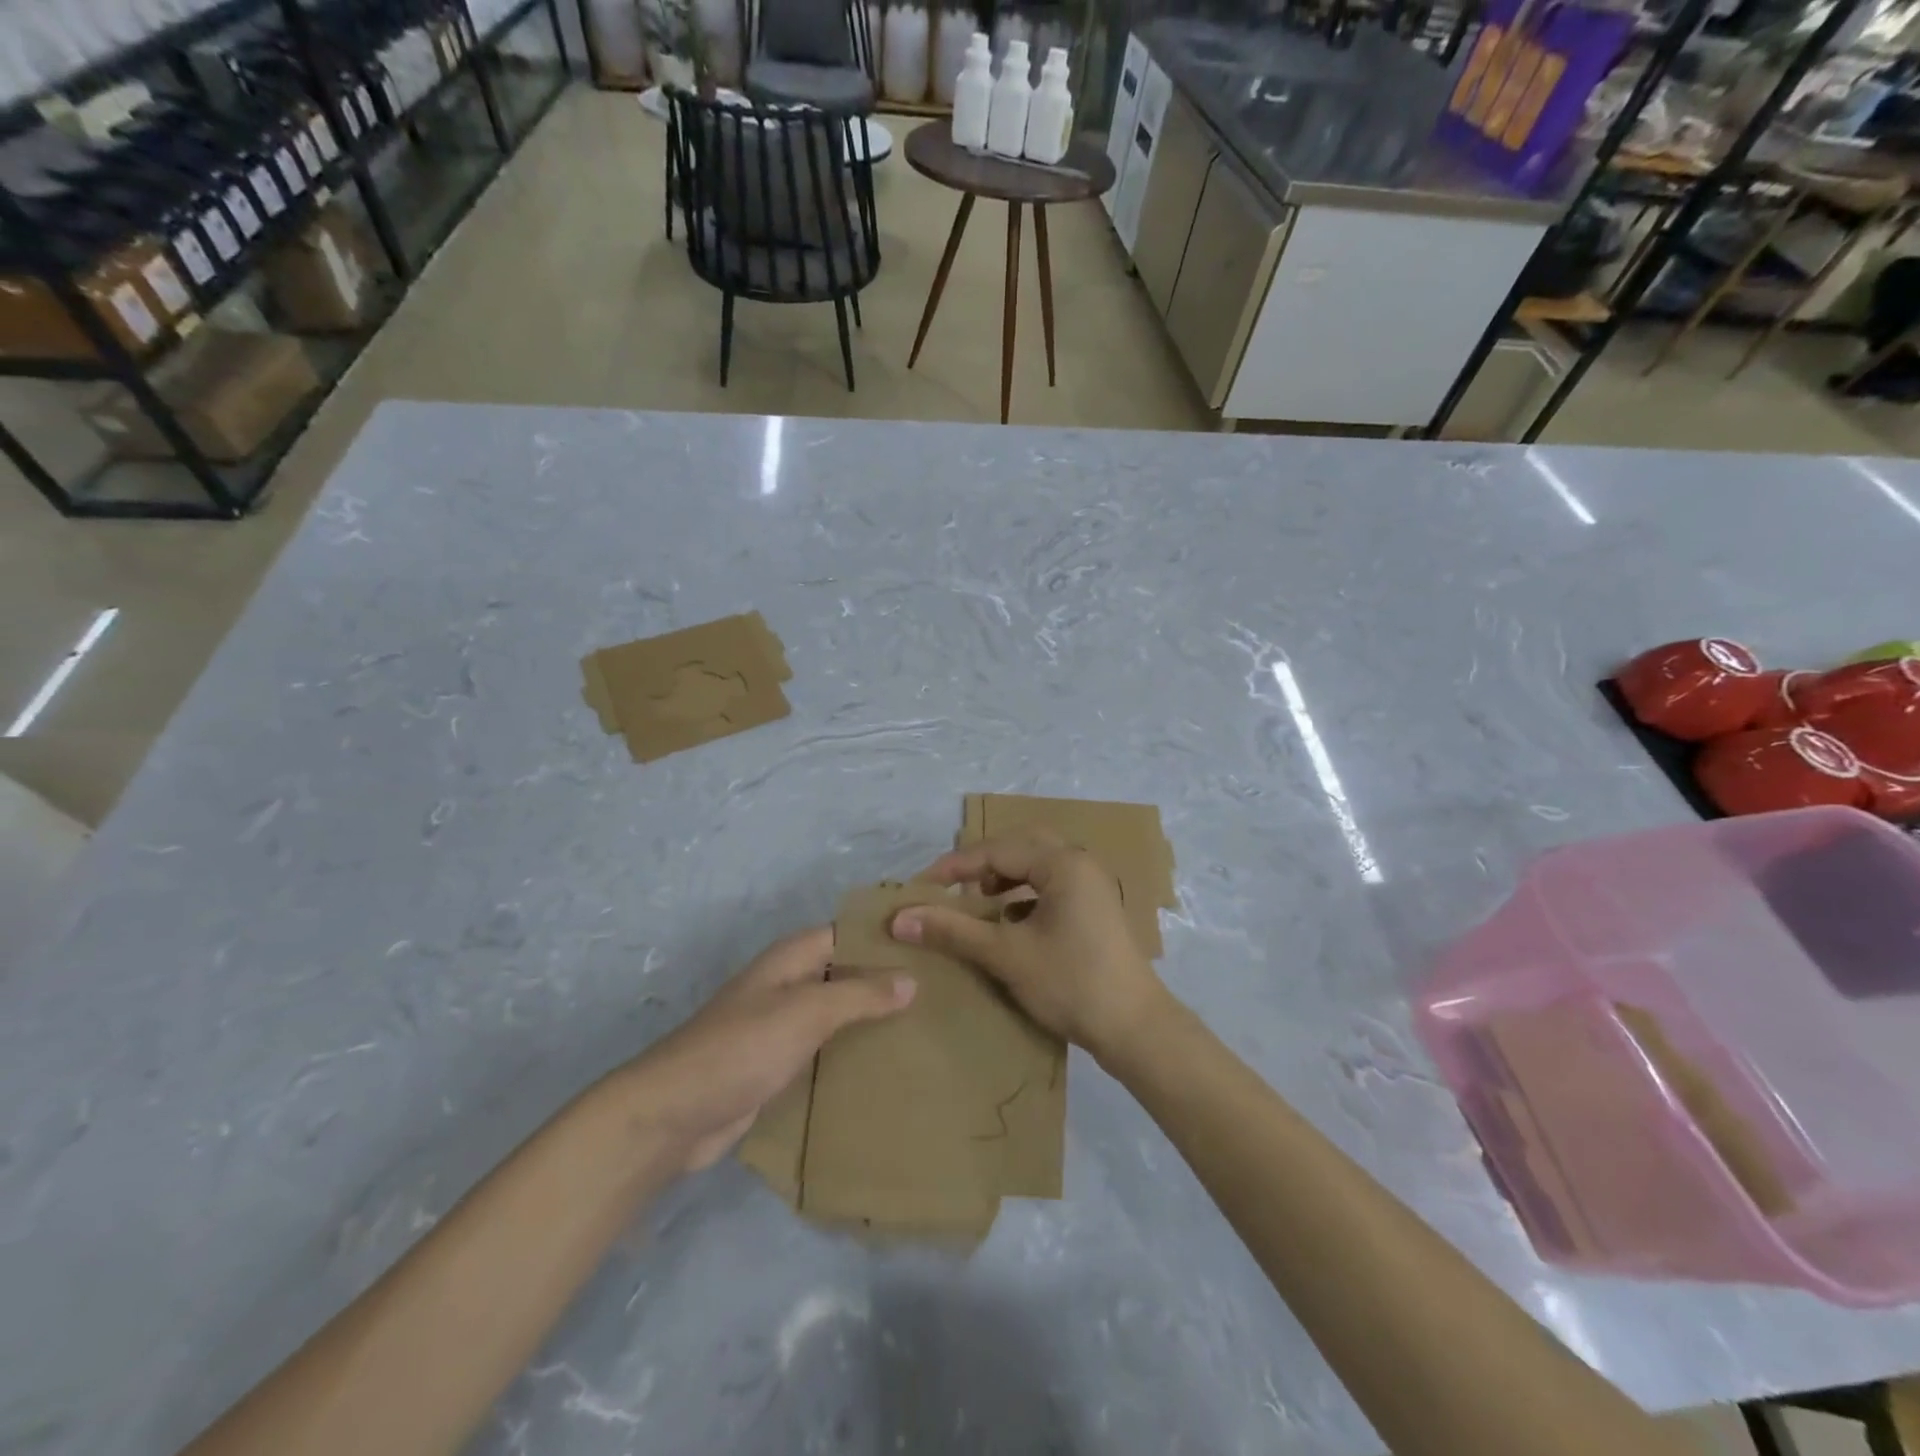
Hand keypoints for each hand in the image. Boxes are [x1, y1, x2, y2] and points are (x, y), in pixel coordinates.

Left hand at [623, 926, 913, 1174]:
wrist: (675, 1114)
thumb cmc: (743, 1047)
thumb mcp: (807, 1011)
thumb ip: (860, 994)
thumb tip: (911, 979)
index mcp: (794, 956)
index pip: (851, 932)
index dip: (888, 936)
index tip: (934, 945)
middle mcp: (791, 982)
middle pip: (847, 972)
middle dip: (887, 981)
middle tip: (943, 992)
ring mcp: (783, 1024)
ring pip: (839, 1012)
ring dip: (873, 1019)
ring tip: (927, 1028)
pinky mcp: (780, 1063)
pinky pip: (826, 1048)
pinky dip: (852, 1052)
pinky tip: (888, 1065)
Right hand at [890, 829, 1169, 1062]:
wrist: (1135, 1029)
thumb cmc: (1071, 983)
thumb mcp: (1006, 955)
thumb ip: (953, 931)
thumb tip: (900, 918)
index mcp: (1062, 863)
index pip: (997, 850)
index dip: (955, 867)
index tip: (921, 887)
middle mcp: (1080, 863)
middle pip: (1020, 847)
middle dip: (983, 864)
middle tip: (953, 887)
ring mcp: (1092, 886)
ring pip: (1038, 865)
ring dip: (1006, 877)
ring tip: (979, 902)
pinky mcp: (1096, 909)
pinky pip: (1052, 885)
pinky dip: (1025, 895)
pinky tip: (1010, 923)